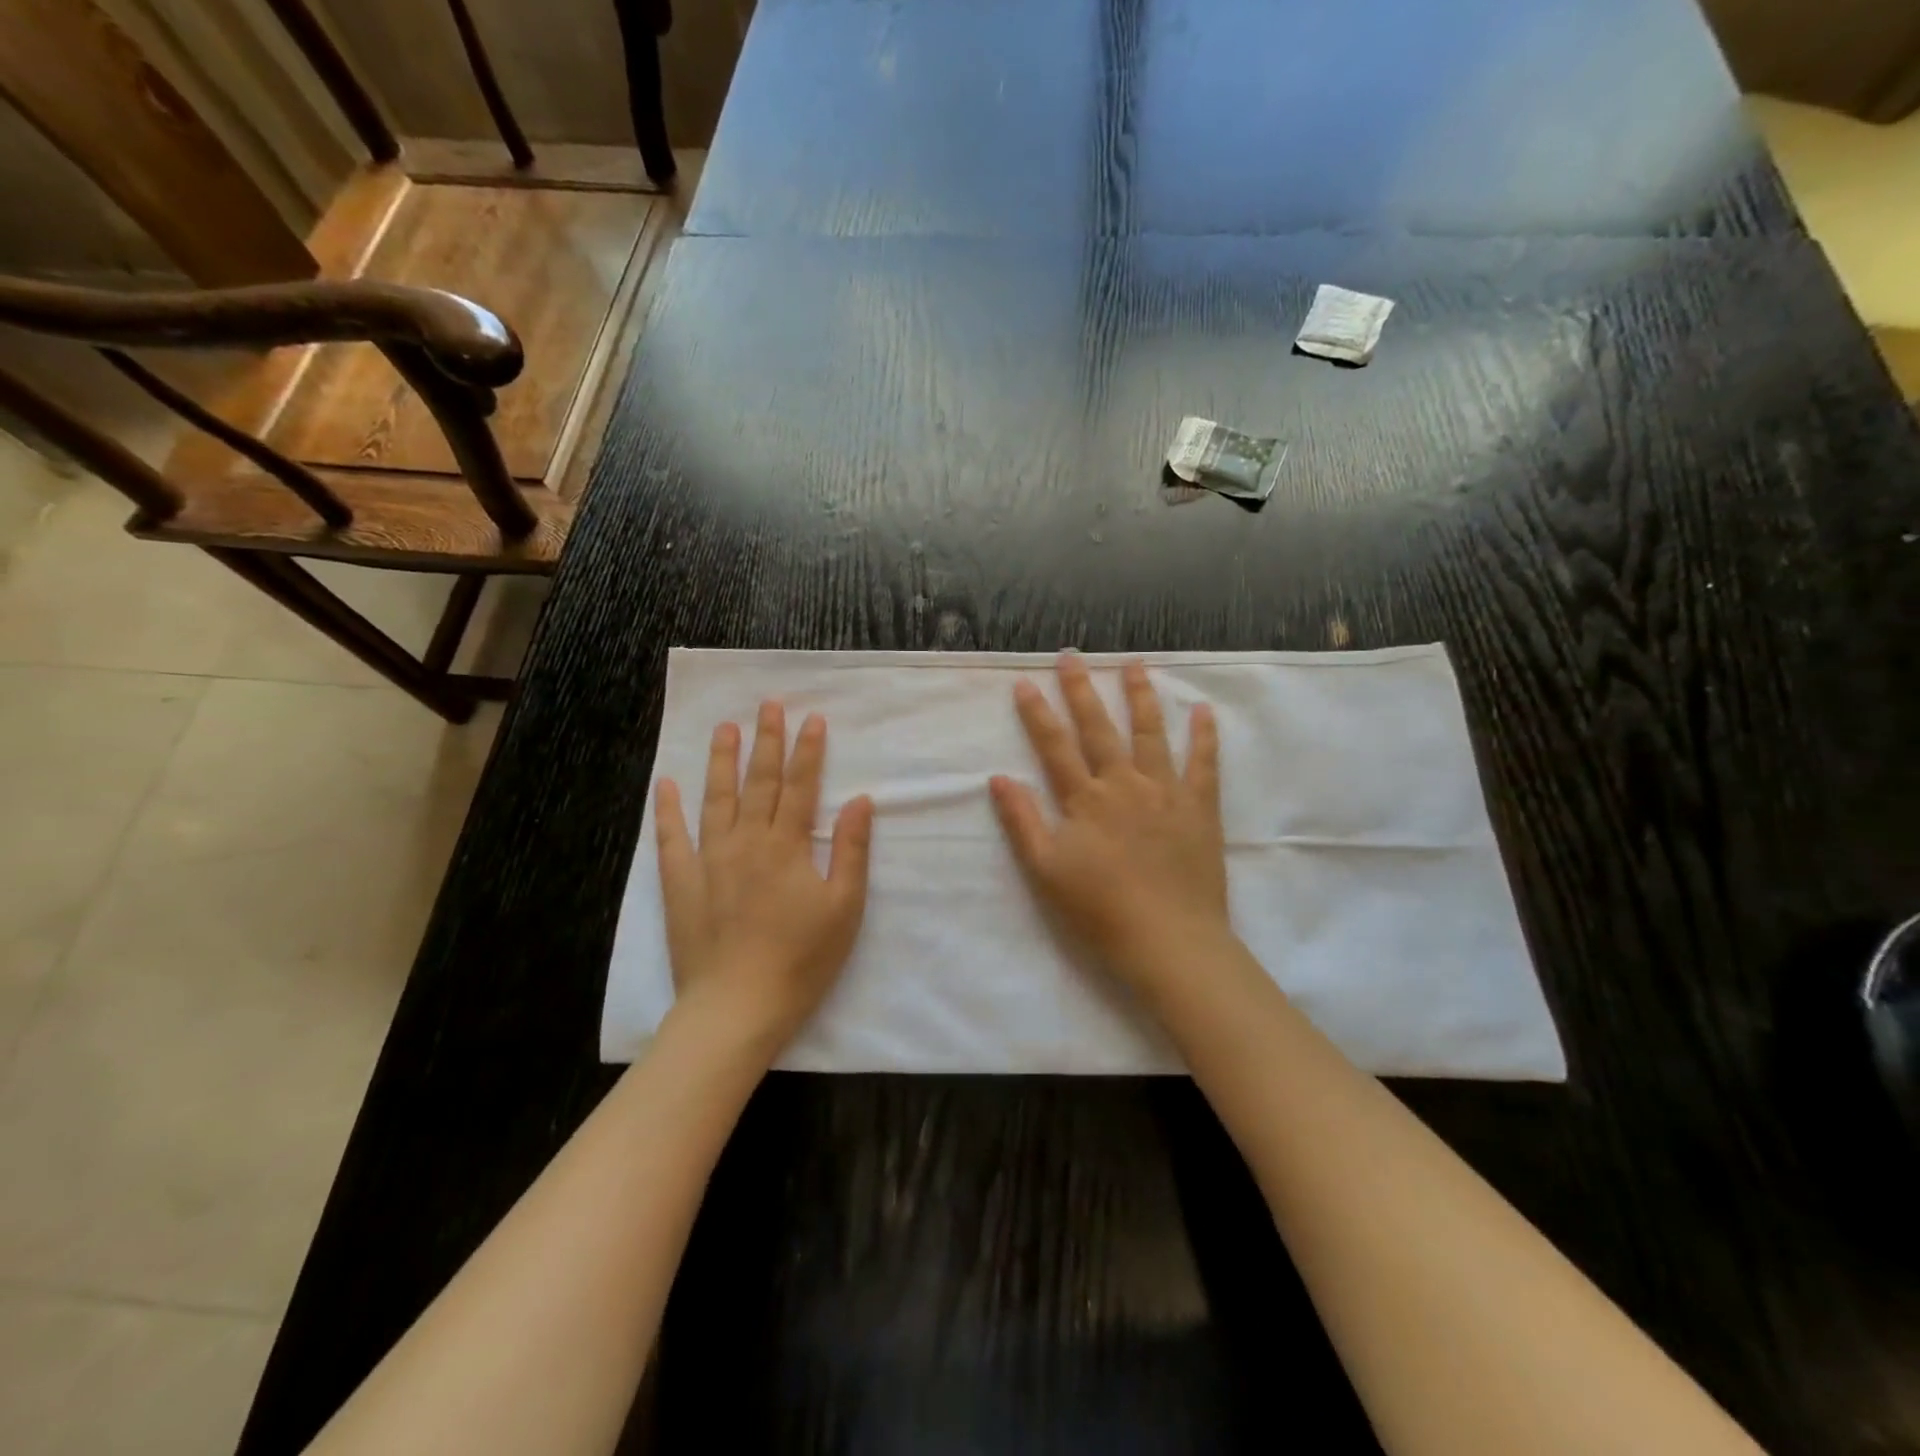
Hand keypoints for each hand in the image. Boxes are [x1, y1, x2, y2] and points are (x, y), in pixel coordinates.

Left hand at [655, 702, 873, 1051]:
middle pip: (759, 782)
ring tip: (725, 728)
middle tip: (769, 705)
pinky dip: (668, 810)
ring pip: (716, 799)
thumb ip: (851, 849)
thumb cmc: (801, 959)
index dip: (809, 751)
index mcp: (787, 845)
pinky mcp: (680, 884)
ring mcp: (709, 860)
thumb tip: (861, 800)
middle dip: (767, 741)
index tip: (813, 719)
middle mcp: (746, 841)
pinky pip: (671, 838)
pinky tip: (667, 784)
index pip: (801, 786)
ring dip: (722, 761)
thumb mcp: (844, 907)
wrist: (737, 1007)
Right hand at [990, 654, 1228, 995]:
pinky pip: (1203, 763)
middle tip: (1072, 655)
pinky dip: (1204, 735)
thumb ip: (1022, 821)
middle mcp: (1124, 784)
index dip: (1037, 714)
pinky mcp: (1200, 807)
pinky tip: (1203, 710)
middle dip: (1082, 690)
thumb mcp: (1046, 871)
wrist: (1169, 941)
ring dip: (1140, 696)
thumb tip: (999, 778)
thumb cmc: (1100, 911)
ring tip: (1135, 664)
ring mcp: (1165, 792)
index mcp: (1085, 800)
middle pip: (1099, 728)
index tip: (1025, 682)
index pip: (1055, 746)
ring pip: (1151, 733)